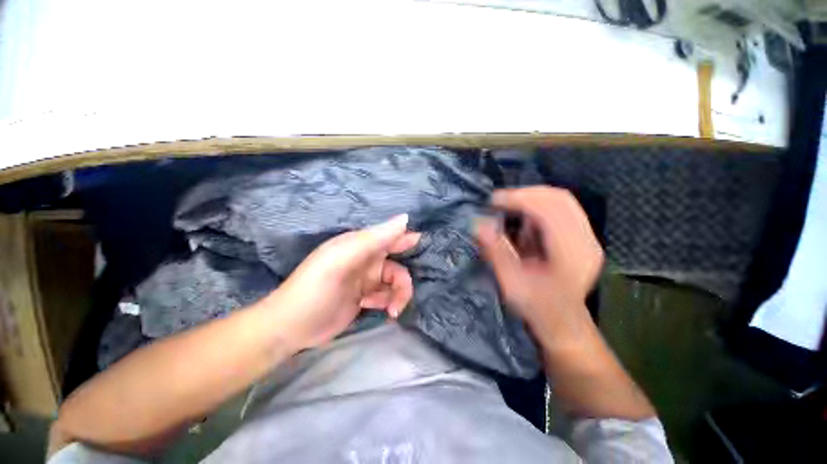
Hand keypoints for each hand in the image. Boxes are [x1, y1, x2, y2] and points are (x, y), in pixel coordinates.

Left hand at [267, 214, 419, 350]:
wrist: (291, 326)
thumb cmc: (315, 288)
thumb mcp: (343, 259)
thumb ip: (374, 238)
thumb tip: (405, 218)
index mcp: (361, 245)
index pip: (390, 237)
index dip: (408, 239)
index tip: (423, 247)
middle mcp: (366, 260)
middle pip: (397, 266)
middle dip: (403, 282)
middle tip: (401, 297)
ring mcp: (366, 280)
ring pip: (394, 283)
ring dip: (397, 296)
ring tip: (391, 310)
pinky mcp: (365, 297)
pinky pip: (386, 296)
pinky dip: (387, 303)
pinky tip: (376, 309)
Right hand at [476, 187, 603, 344]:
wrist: (563, 323)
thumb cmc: (537, 308)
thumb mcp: (511, 284)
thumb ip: (496, 252)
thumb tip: (478, 224)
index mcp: (571, 254)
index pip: (550, 210)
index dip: (520, 199)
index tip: (494, 200)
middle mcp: (586, 241)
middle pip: (559, 199)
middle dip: (525, 194)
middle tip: (498, 201)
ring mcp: (587, 238)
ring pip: (561, 201)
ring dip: (531, 199)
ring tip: (507, 207)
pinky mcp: (581, 237)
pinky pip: (560, 209)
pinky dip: (538, 207)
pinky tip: (522, 218)